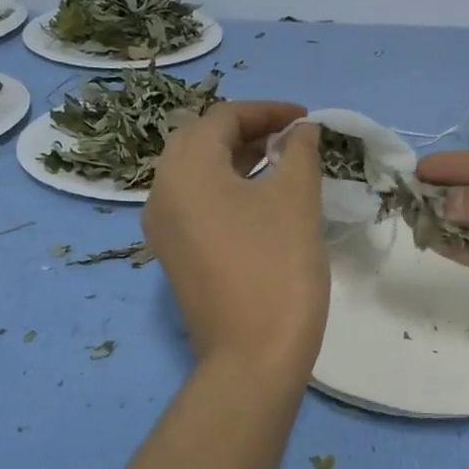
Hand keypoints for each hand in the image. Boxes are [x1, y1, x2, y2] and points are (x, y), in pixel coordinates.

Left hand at [144, 102, 327, 375]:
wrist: (252, 357)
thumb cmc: (277, 269)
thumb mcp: (296, 201)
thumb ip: (300, 153)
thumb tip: (303, 130)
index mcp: (185, 170)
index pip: (222, 118)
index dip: (268, 111)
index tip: (307, 119)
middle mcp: (162, 192)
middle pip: (200, 140)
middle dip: (247, 130)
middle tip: (290, 138)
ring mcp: (163, 228)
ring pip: (196, 173)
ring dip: (236, 159)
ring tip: (281, 163)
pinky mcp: (174, 255)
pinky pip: (195, 203)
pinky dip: (226, 188)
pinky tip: (261, 201)